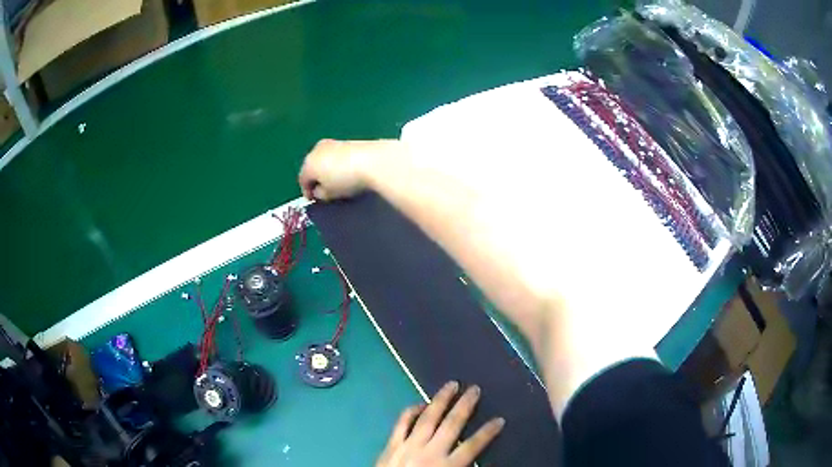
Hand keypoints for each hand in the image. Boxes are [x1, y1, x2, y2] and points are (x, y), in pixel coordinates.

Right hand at [298, 139, 402, 200]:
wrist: (373, 161)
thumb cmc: (347, 181)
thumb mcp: (330, 194)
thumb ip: (320, 194)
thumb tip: (319, 190)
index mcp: (308, 164)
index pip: (303, 180)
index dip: (307, 192)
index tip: (313, 200)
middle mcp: (316, 150)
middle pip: (312, 166)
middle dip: (316, 178)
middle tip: (323, 190)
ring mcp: (331, 143)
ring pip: (323, 159)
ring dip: (326, 169)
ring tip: (336, 181)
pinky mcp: (346, 141)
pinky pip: (336, 155)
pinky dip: (337, 163)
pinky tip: (346, 170)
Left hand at [376, 382, 504, 466]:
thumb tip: (479, 460)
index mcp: (447, 466)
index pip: (472, 446)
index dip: (487, 432)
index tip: (500, 419)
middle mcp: (430, 452)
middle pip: (452, 425)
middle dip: (465, 406)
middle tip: (475, 389)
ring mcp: (409, 446)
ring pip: (428, 418)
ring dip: (441, 400)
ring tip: (452, 385)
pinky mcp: (391, 445)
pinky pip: (402, 423)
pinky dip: (411, 411)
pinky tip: (420, 403)